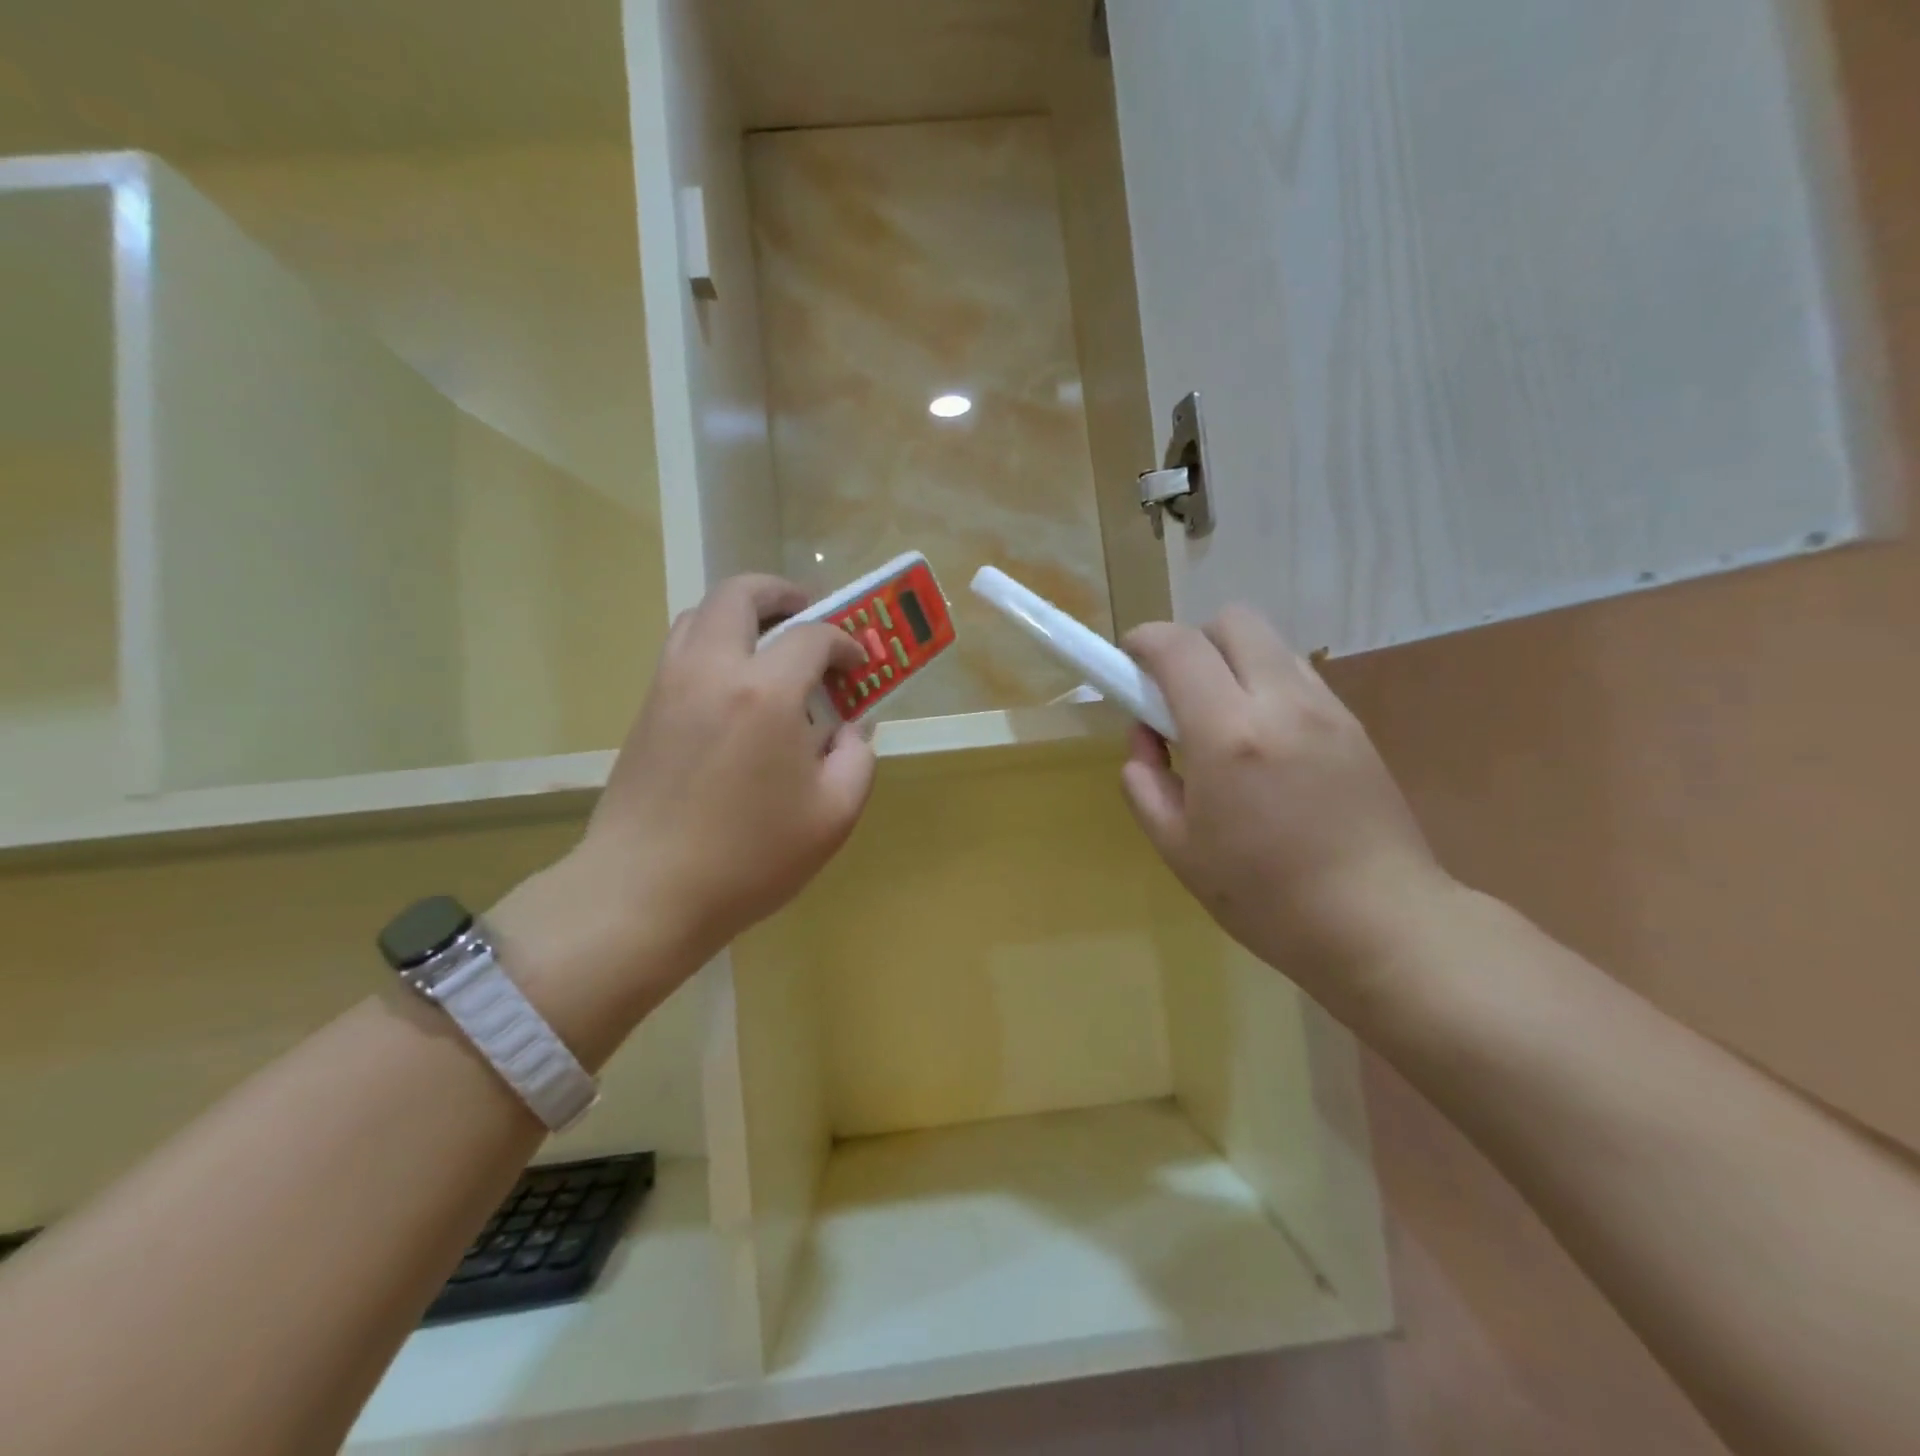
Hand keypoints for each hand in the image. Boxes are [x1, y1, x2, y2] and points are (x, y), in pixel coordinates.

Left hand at [494, 576, 874, 1025]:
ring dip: (741, 614)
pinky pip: (681, 649)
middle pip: (740, 594)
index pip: (813, 636)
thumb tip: (852, 728)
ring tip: (770, 645)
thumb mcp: (833, 816)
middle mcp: (712, 670)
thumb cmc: (749, 857)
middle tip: (808, 614)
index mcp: (765, 692)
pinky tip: (735, 688)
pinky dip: (713, 643)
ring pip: (700, 614)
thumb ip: (857, 759)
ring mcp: (670, 685)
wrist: (643, 892)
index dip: (845, 643)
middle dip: (781, 593)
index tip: (858, 667)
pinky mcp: (645, 709)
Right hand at [1122, 607, 1453, 996]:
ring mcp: (1326, 709)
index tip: (1128, 663)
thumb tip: (1146, 741)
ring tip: (1223, 721)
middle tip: (1178, 693)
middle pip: (1233, 620)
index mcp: (1228, 735)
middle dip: (1193, 641)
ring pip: (1270, 644)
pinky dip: (1266, 685)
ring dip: (1232, 662)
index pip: (1178, 647)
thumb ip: (1145, 783)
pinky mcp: (1354, 724)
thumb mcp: (1178, 848)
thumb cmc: (1265, 897)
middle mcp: (1281, 703)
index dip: (1143, 642)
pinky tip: (1264, 742)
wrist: (1379, 923)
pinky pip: (1298, 676)